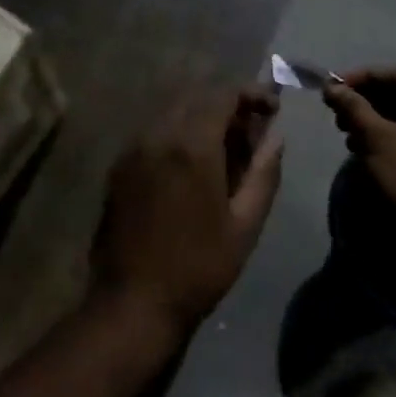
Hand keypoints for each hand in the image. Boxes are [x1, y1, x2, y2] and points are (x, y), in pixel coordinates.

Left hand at [91, 87, 283, 337]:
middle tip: (251, 131)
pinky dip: (177, 133)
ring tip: (224, 148)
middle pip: (196, 97)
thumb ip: (263, 174)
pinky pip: (153, 132)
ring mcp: (133, 148)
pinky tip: (190, 164)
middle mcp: (158, 134)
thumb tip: (276, 138)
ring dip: (201, 118)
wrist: (133, 302)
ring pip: (172, 112)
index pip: (223, 95)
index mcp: (192, 145)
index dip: (252, 94)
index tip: (273, 109)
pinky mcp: (119, 166)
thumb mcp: (244, 225)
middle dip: (227, 105)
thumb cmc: (198, 267)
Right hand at [323, 66, 395, 245]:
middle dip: (365, 99)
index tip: (337, 85)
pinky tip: (358, 147)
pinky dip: (381, 136)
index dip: (366, 76)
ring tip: (343, 129)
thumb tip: (331, 86)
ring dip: (370, 118)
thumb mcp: (378, 138)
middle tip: (337, 109)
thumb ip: (354, 107)